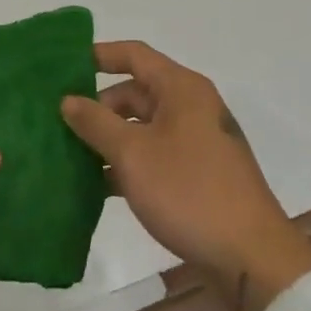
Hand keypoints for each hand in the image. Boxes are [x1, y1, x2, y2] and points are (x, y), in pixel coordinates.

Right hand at [61, 41, 310, 310]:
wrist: (251, 256)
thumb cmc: (190, 191)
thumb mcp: (133, 154)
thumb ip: (96, 122)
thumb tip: (68, 99)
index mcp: (181, 89)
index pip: (134, 54)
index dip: (98, 55)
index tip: (63, 66)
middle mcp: (191, 106)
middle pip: (136, 92)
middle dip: (98, 107)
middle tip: (60, 124)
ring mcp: (196, 141)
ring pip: (142, 127)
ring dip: (109, 139)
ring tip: (69, 157)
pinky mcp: (197, 174)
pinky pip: (153, 155)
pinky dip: (127, 164)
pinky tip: (97, 186)